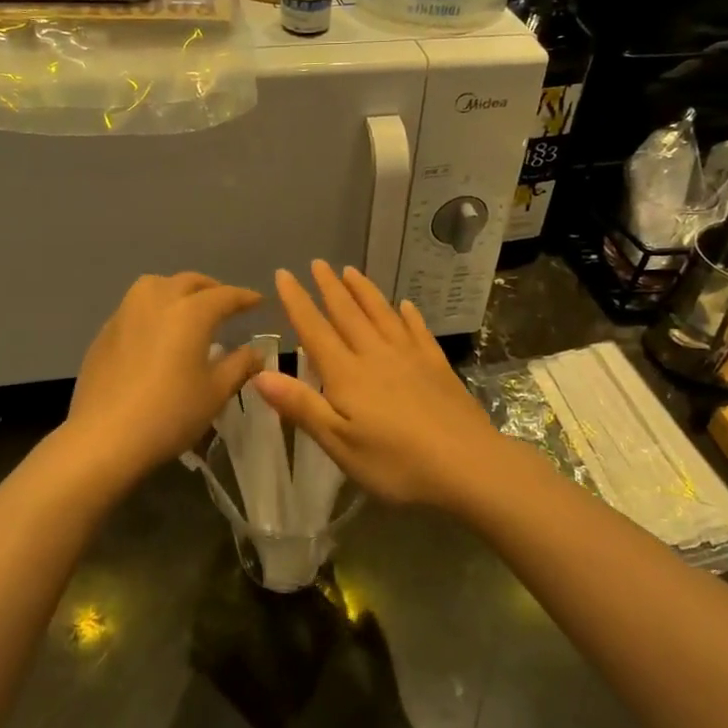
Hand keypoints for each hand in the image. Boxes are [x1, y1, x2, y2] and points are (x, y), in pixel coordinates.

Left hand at [67, 272, 262, 476]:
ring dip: (177, 290)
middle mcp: (157, 300)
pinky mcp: (105, 332)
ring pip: (156, 286)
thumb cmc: (171, 413)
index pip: (225, 295)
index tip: (258, 301)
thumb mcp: (216, 392)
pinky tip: (156, 334)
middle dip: (211, 289)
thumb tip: (256, 352)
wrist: (105, 437)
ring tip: (187, 310)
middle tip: (225, 304)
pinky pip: (135, 307)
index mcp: (191, 312)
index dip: (245, 297)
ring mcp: (126, 313)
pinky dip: (153, 309)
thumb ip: (240, 365)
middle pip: (189, 282)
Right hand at [251, 261, 508, 511]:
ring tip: (352, 271)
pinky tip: (406, 305)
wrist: (468, 465)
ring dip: (364, 292)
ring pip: (382, 315)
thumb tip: (258, 374)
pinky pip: (418, 331)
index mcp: (347, 374)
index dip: (297, 302)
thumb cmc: (396, 463)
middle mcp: (376, 356)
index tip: (284, 274)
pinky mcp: (438, 367)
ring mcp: (411, 358)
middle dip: (330, 287)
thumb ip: (301, 406)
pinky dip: (408, 315)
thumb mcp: (339, 444)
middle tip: (318, 262)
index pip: (315, 330)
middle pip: (348, 314)